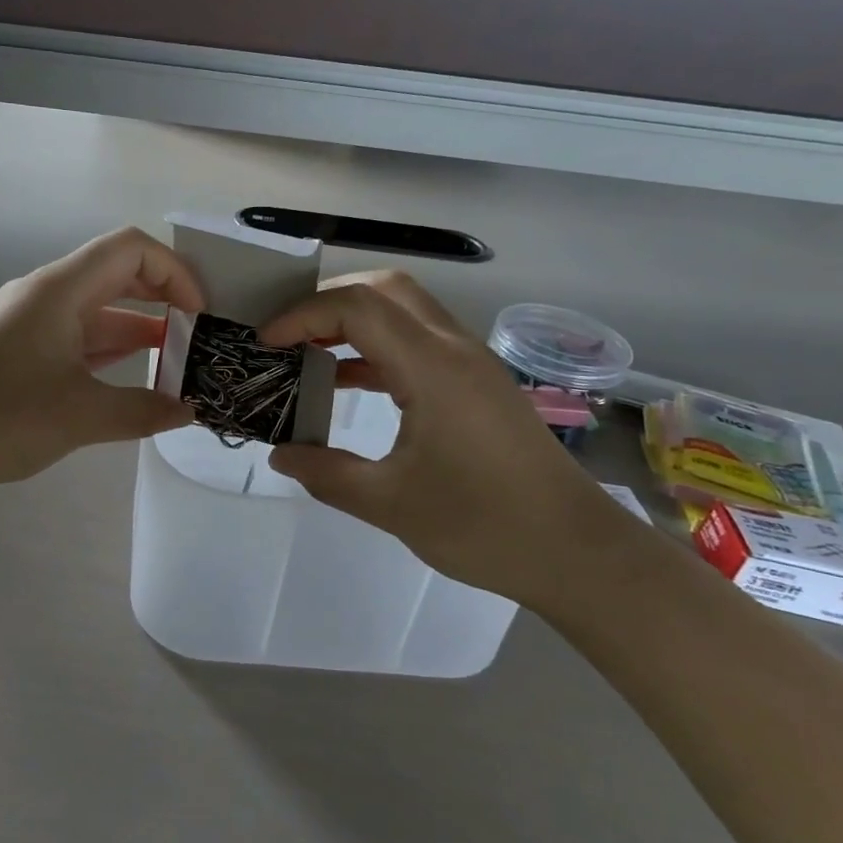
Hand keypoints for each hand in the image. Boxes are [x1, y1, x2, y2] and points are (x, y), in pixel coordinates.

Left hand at [0, 228, 202, 490]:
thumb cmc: (1, 417)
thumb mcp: (81, 416)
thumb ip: (144, 410)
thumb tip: (190, 411)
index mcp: (60, 289)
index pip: (131, 249)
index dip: (175, 271)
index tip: (200, 314)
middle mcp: (46, 294)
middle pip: (117, 274)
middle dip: (164, 298)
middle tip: (199, 335)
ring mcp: (31, 321)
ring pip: (98, 309)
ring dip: (140, 329)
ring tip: (180, 363)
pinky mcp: (21, 349)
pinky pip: (78, 335)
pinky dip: (111, 350)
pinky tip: (136, 376)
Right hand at [262, 271, 649, 610]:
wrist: (577, 553)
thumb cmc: (484, 526)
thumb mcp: (390, 504)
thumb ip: (326, 474)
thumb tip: (279, 455)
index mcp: (432, 367)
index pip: (357, 307)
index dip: (302, 315)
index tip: (265, 343)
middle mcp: (454, 349)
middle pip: (385, 289)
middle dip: (328, 302)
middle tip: (288, 335)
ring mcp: (471, 364)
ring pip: (405, 312)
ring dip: (354, 324)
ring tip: (308, 354)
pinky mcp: (478, 385)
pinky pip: (418, 344)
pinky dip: (378, 350)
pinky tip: (349, 384)